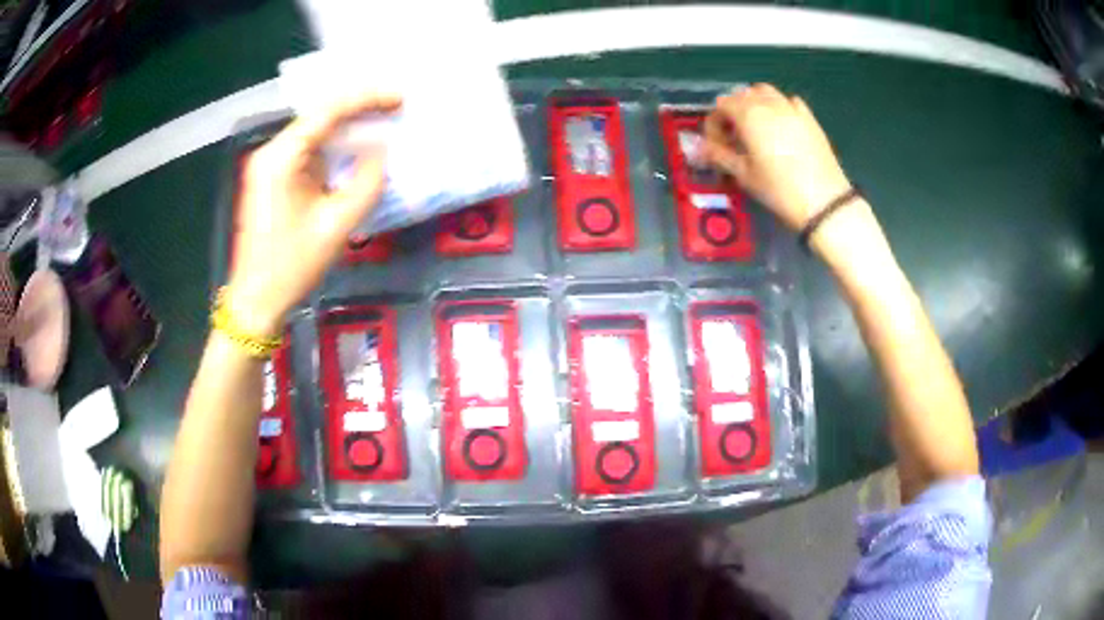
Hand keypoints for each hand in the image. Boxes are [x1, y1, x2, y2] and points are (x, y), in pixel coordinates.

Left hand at [226, 93, 401, 336]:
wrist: (256, 301)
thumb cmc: (292, 266)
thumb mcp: (336, 226)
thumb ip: (366, 183)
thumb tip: (381, 152)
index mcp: (281, 158)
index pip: (327, 113)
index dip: (366, 100)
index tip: (400, 99)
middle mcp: (271, 153)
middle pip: (318, 117)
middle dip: (358, 109)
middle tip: (396, 107)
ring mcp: (269, 166)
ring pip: (313, 133)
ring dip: (347, 127)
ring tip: (383, 121)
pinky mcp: (273, 180)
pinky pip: (307, 152)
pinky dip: (333, 147)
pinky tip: (356, 147)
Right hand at [704, 84, 851, 230]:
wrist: (823, 202)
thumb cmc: (779, 190)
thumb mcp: (744, 175)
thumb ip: (719, 156)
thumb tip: (698, 148)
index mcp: (748, 115)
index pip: (721, 105)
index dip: (714, 123)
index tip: (717, 144)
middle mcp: (768, 104)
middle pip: (742, 94)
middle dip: (733, 111)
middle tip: (735, 137)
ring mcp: (791, 108)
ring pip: (765, 92)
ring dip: (755, 103)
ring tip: (757, 127)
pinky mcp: (809, 118)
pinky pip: (789, 101)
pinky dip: (780, 107)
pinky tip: (781, 126)